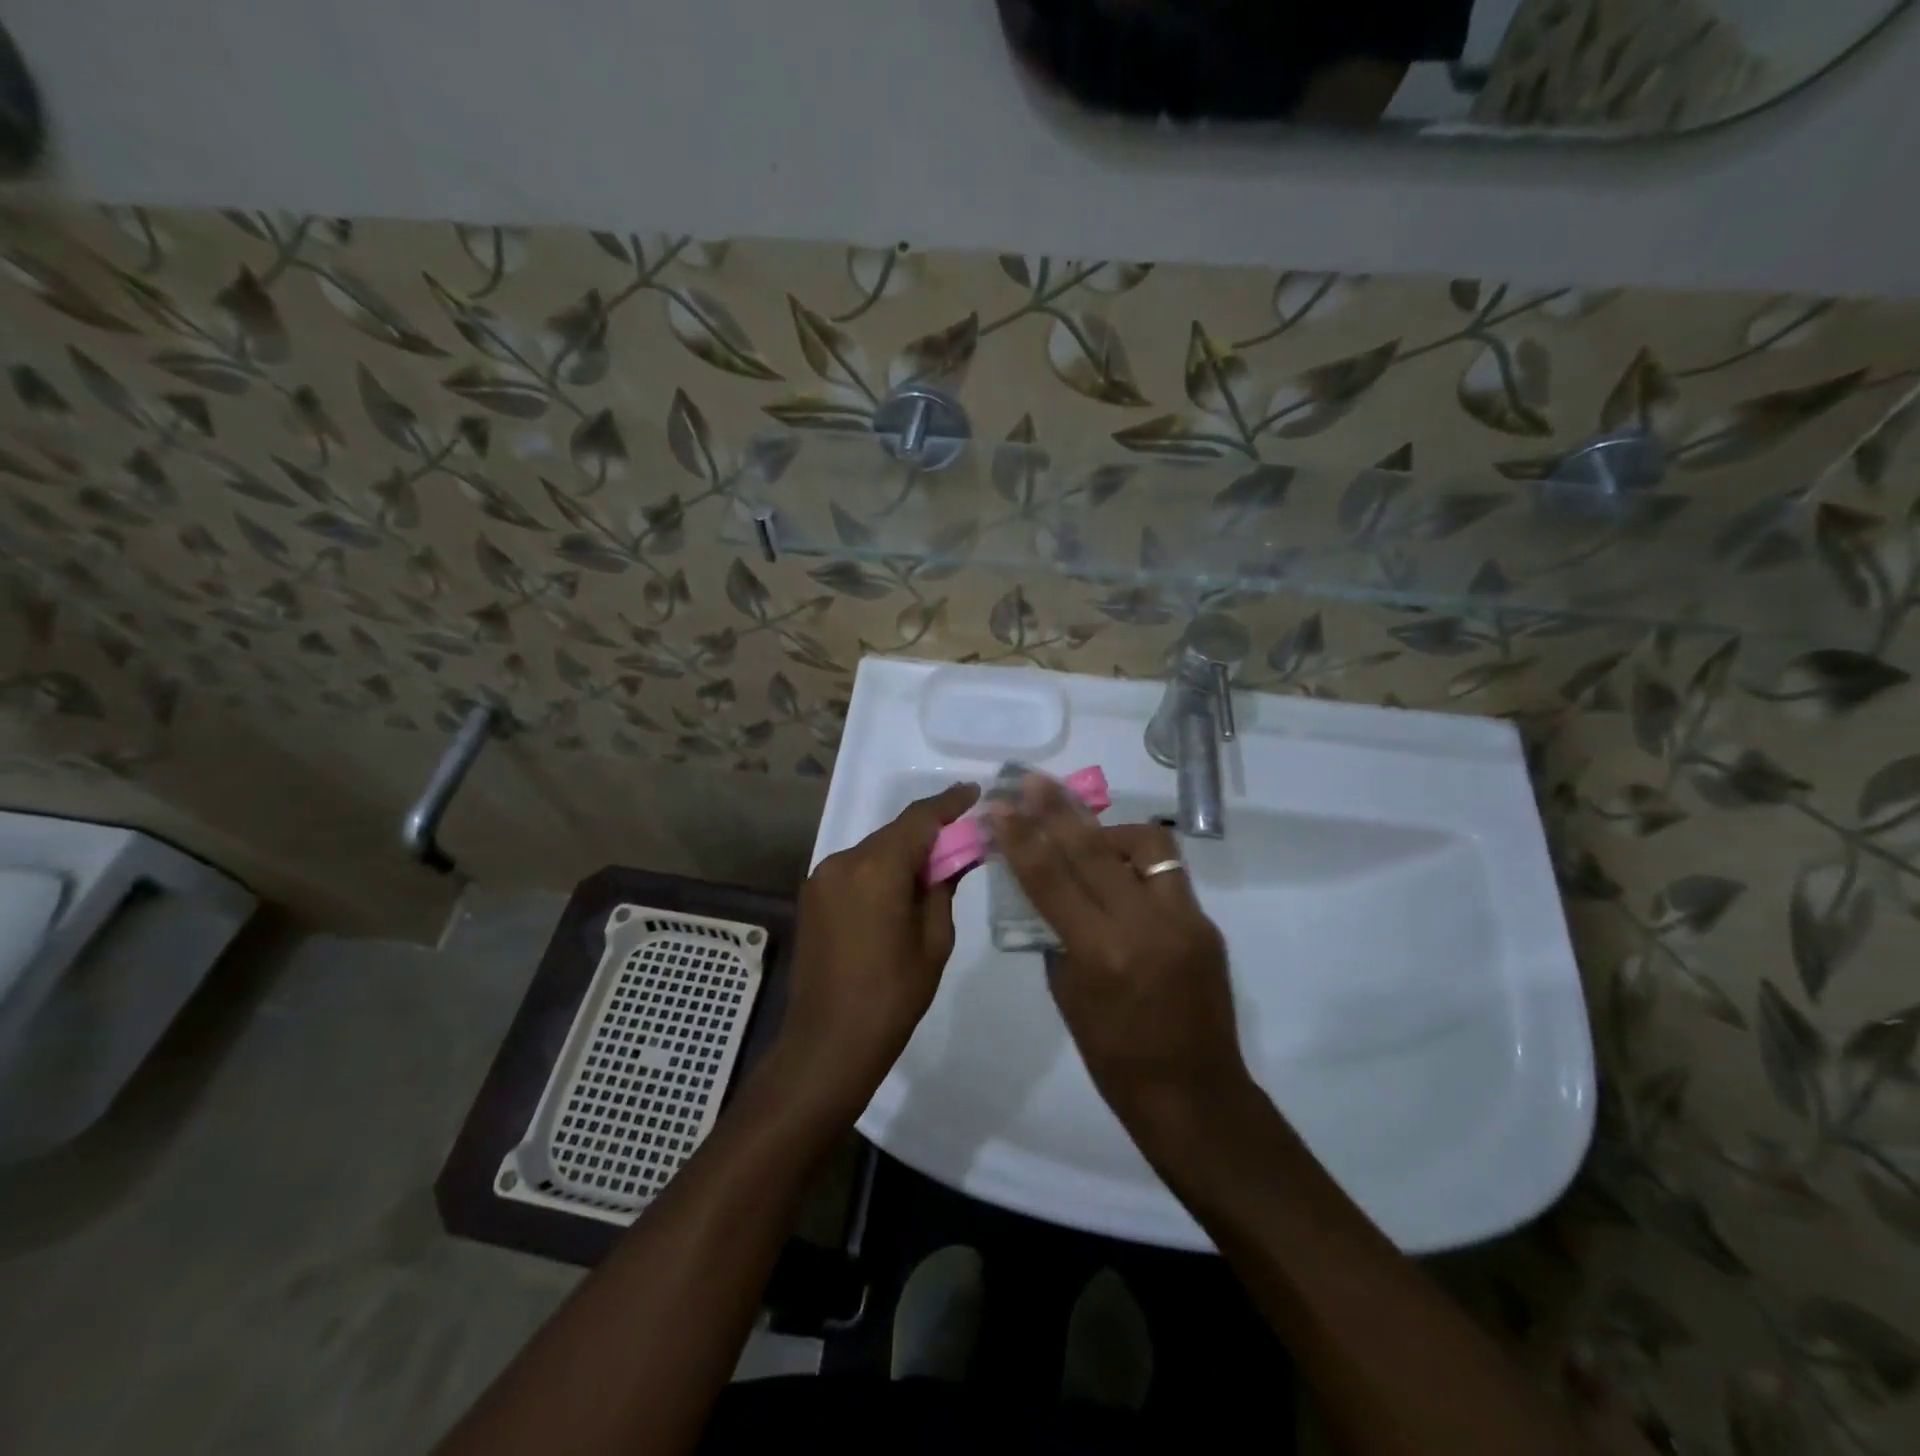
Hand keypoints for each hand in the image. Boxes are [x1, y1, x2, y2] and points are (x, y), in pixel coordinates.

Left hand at [774, 782, 980, 1115]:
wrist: (828, 1043)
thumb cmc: (892, 996)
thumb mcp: (933, 941)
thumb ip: (942, 887)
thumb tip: (954, 855)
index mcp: (876, 869)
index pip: (919, 819)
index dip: (949, 803)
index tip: (974, 793)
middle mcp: (842, 862)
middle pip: (894, 834)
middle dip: (929, 834)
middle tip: (963, 840)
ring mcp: (821, 879)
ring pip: (874, 851)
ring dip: (903, 854)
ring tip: (933, 872)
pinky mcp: (812, 897)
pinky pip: (855, 870)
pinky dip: (880, 872)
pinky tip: (899, 892)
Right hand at [990, 775, 1254, 1156]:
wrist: (1195, 1096)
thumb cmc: (1115, 1060)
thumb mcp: (1069, 995)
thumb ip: (1057, 935)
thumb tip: (1047, 890)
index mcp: (1102, 954)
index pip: (1051, 879)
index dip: (1021, 837)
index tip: (998, 807)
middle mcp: (1146, 926)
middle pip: (1094, 849)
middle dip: (1058, 809)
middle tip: (1034, 781)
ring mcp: (1184, 920)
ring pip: (1145, 846)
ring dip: (1108, 832)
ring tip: (1086, 835)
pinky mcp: (1206, 923)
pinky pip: (1166, 874)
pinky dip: (1135, 864)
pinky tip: (1118, 873)